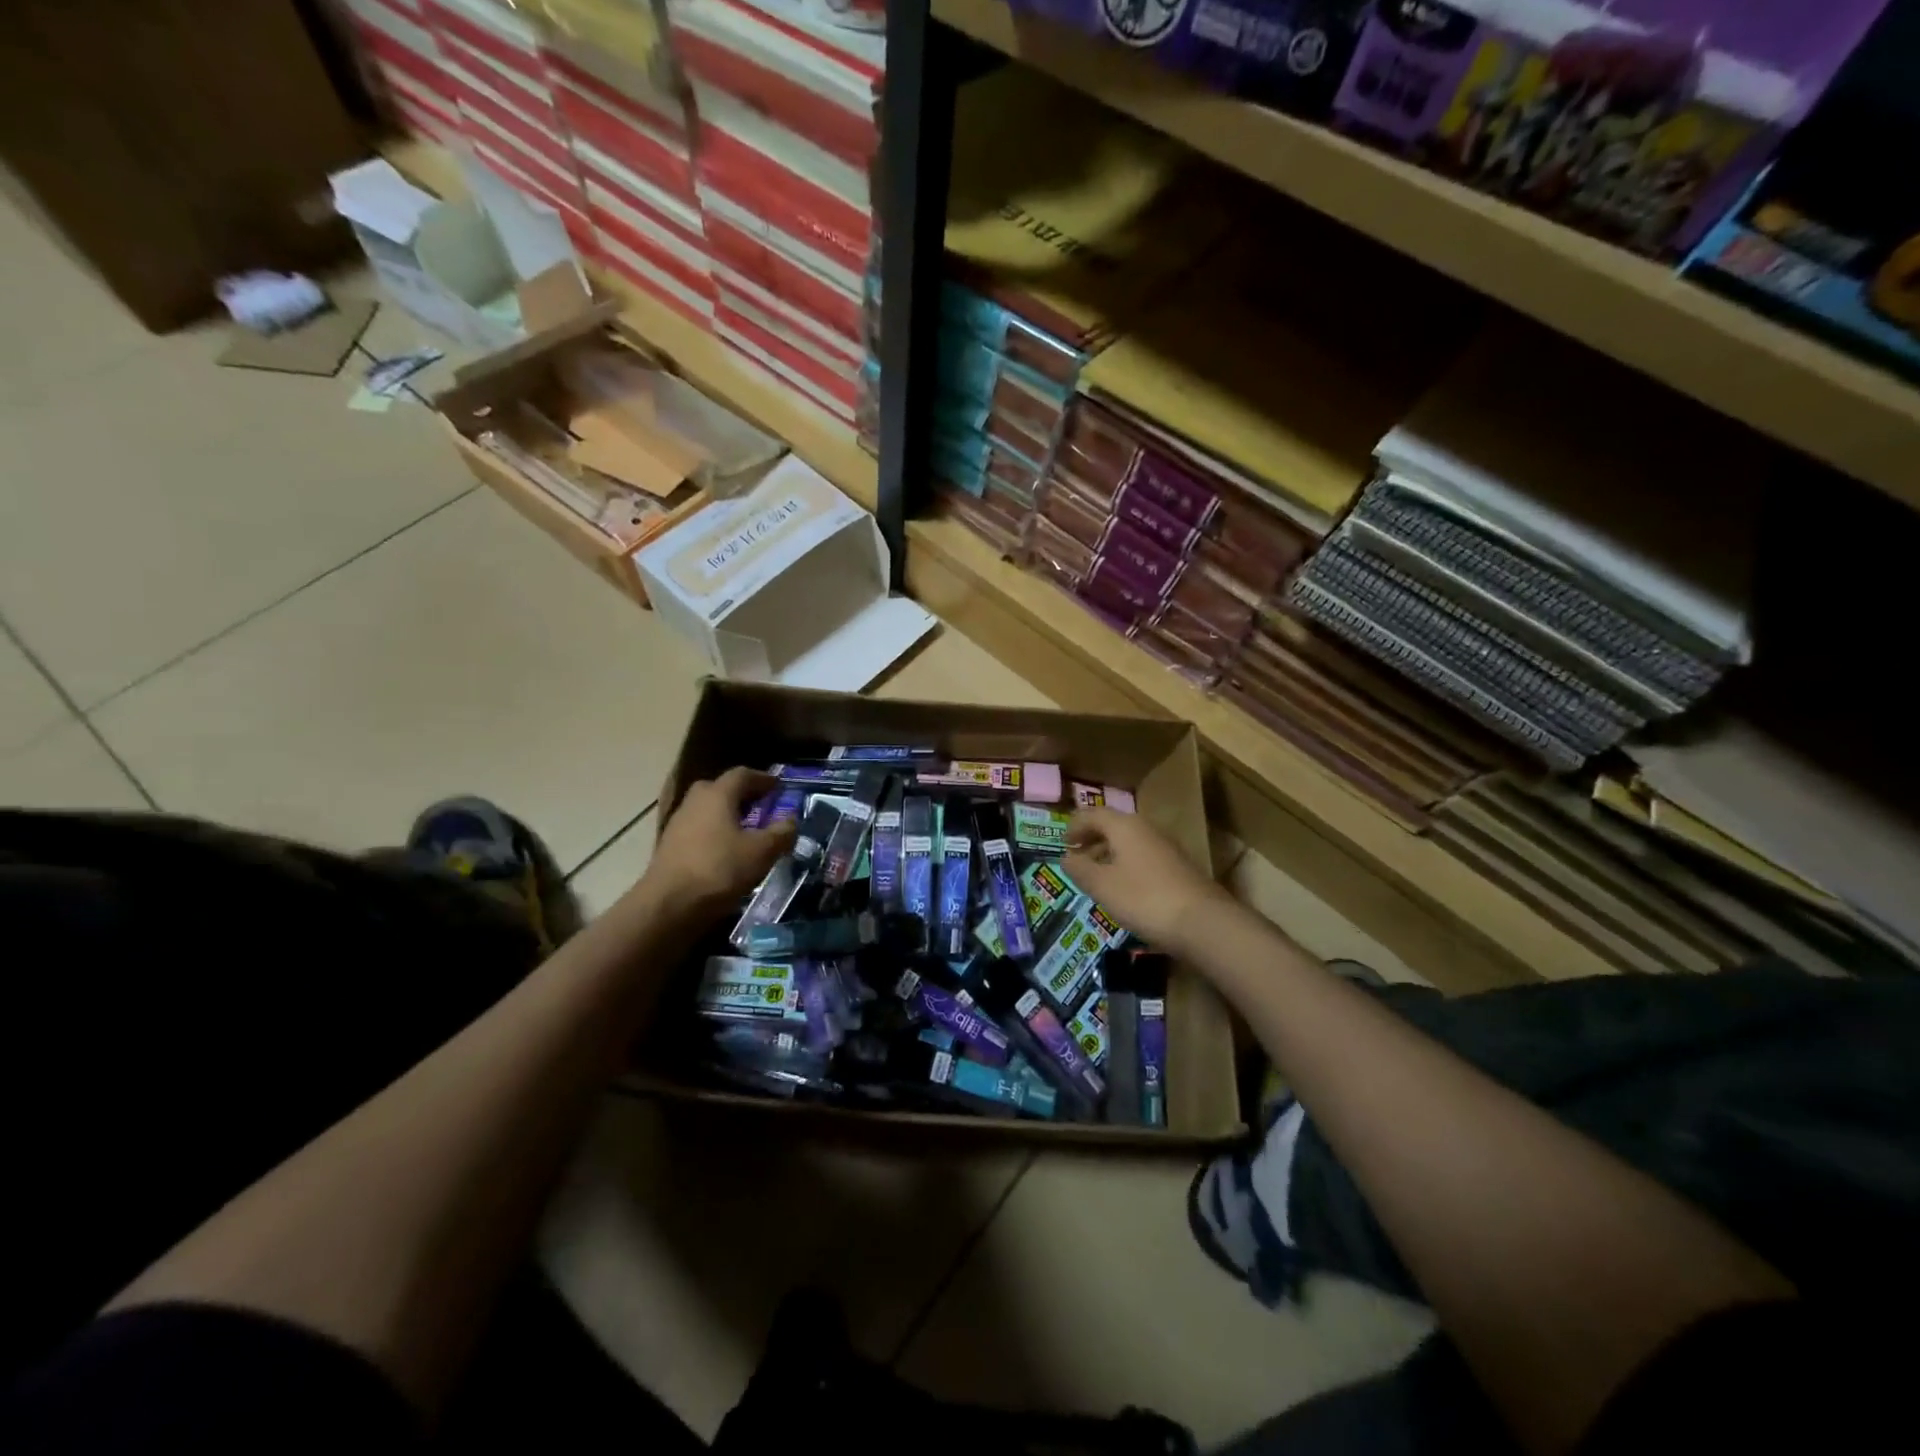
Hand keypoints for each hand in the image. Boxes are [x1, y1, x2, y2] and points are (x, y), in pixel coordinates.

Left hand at [640, 767, 796, 923]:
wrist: (668, 906)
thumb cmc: (719, 870)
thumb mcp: (762, 852)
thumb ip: (781, 833)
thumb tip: (792, 820)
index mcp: (717, 795)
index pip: (742, 775)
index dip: (762, 778)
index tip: (778, 786)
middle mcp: (694, 802)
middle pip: (719, 788)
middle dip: (741, 794)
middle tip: (761, 806)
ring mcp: (677, 824)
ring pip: (706, 810)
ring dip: (726, 815)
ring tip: (746, 831)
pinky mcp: (669, 847)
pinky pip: (697, 830)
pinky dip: (714, 833)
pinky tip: (725, 852)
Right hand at [1063, 807, 1228, 956]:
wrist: (1202, 922)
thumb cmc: (1143, 898)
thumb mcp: (1102, 886)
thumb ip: (1080, 869)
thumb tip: (1066, 857)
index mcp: (1125, 826)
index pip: (1093, 814)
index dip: (1075, 826)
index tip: (1062, 842)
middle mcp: (1146, 829)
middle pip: (1113, 825)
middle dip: (1092, 838)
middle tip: (1076, 857)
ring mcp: (1166, 847)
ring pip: (1130, 842)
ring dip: (1109, 853)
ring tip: (1097, 874)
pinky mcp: (1178, 867)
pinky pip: (1143, 857)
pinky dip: (1126, 865)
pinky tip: (1124, 888)